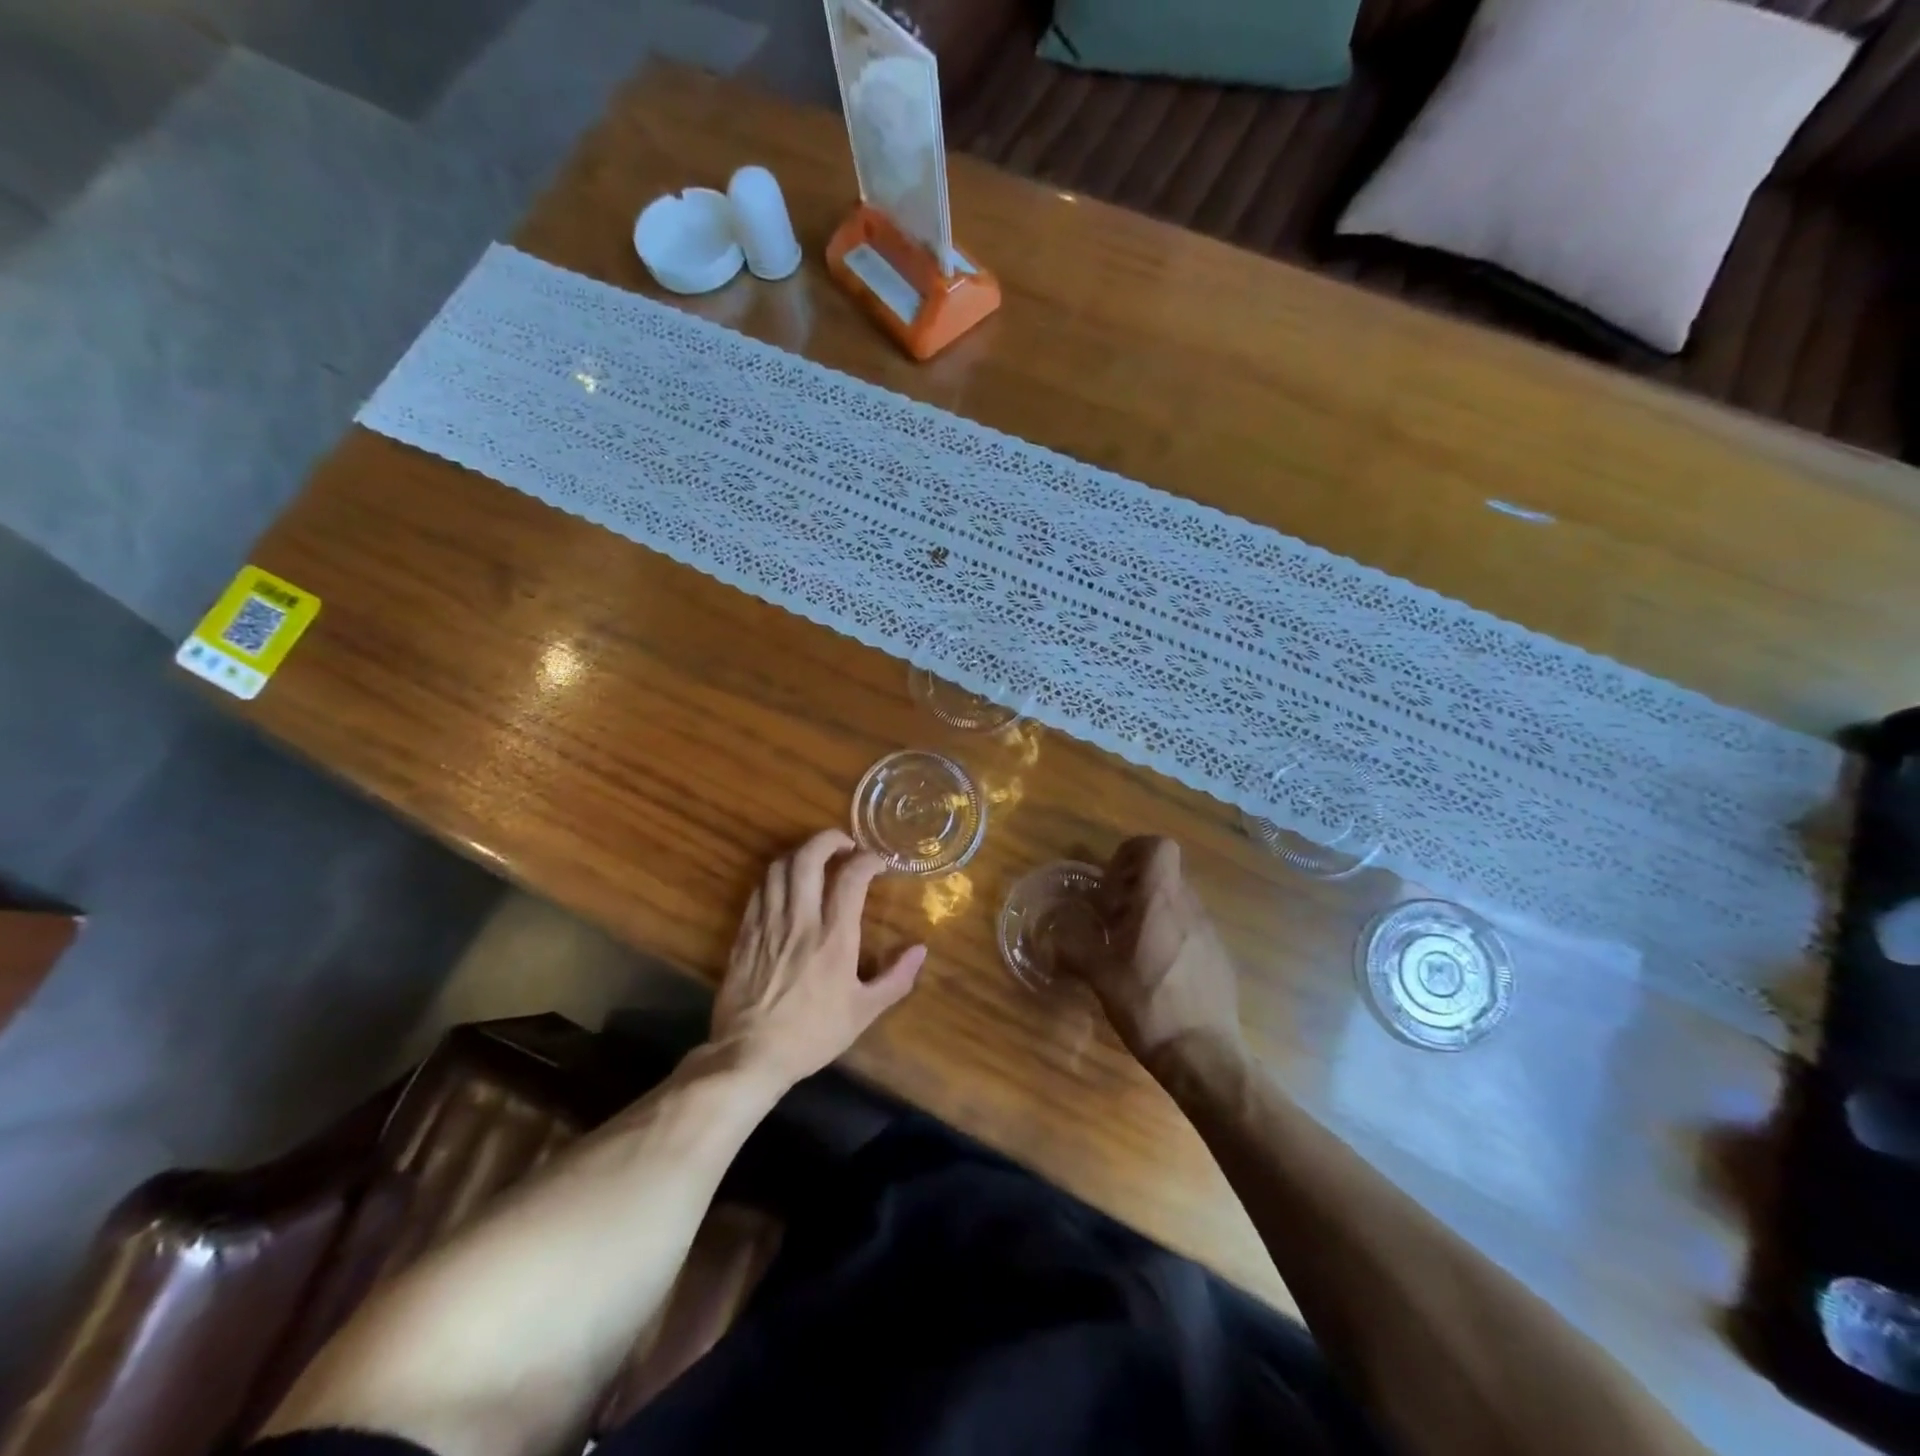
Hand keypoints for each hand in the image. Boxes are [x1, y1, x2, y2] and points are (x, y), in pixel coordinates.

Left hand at [711, 829, 925, 1087]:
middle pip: (808, 858)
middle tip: (845, 844)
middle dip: (828, 839)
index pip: (851, 877)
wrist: (749, 1056)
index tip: (878, 862)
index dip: (867, 859)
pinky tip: (787, 886)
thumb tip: (921, 950)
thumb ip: (896, 978)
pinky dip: (776, 877)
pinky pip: (759, 890)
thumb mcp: (863, 1013)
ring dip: (801, 854)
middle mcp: (800, 921)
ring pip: (779, 868)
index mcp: (834, 937)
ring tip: (816, 860)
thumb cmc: (812, 1034)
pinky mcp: (744, 934)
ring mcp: (767, 924)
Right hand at [1076, 837, 1244, 1068]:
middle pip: (1165, 873)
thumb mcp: (1100, 976)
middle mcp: (1189, 907)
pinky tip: (1157, 972)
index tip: (1112, 881)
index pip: (1158, 846)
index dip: (1133, 852)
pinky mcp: (1219, 957)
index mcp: (1159, 901)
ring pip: (1178, 901)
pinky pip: (1191, 929)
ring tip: (1131, 946)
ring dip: (1153, 911)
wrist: (1204, 1054)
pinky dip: (1171, 936)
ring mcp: (1209, 932)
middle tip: (1112, 916)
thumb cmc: (1148, 1005)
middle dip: (1136, 886)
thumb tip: (1051, 936)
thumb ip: (1074, 948)